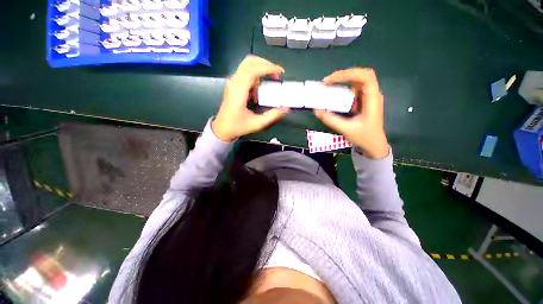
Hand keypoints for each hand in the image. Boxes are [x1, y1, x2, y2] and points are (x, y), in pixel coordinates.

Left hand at [212, 56, 289, 141]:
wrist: (223, 128)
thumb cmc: (238, 126)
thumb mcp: (257, 124)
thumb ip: (272, 116)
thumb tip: (286, 108)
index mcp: (239, 91)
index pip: (253, 70)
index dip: (268, 68)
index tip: (280, 73)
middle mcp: (234, 82)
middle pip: (249, 62)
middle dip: (266, 64)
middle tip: (277, 74)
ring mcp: (233, 82)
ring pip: (247, 65)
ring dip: (261, 69)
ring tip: (271, 80)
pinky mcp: (234, 84)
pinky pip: (246, 73)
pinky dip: (256, 75)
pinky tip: (260, 89)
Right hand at [313, 68, 388, 158]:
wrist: (374, 145)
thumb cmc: (364, 137)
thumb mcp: (346, 129)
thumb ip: (330, 119)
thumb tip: (316, 110)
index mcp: (372, 99)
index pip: (365, 77)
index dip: (348, 74)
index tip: (331, 80)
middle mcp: (372, 94)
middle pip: (361, 75)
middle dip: (343, 75)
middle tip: (327, 81)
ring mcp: (368, 97)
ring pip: (357, 81)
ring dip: (342, 81)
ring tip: (328, 85)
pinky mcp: (364, 101)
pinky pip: (354, 89)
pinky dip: (343, 89)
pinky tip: (334, 93)